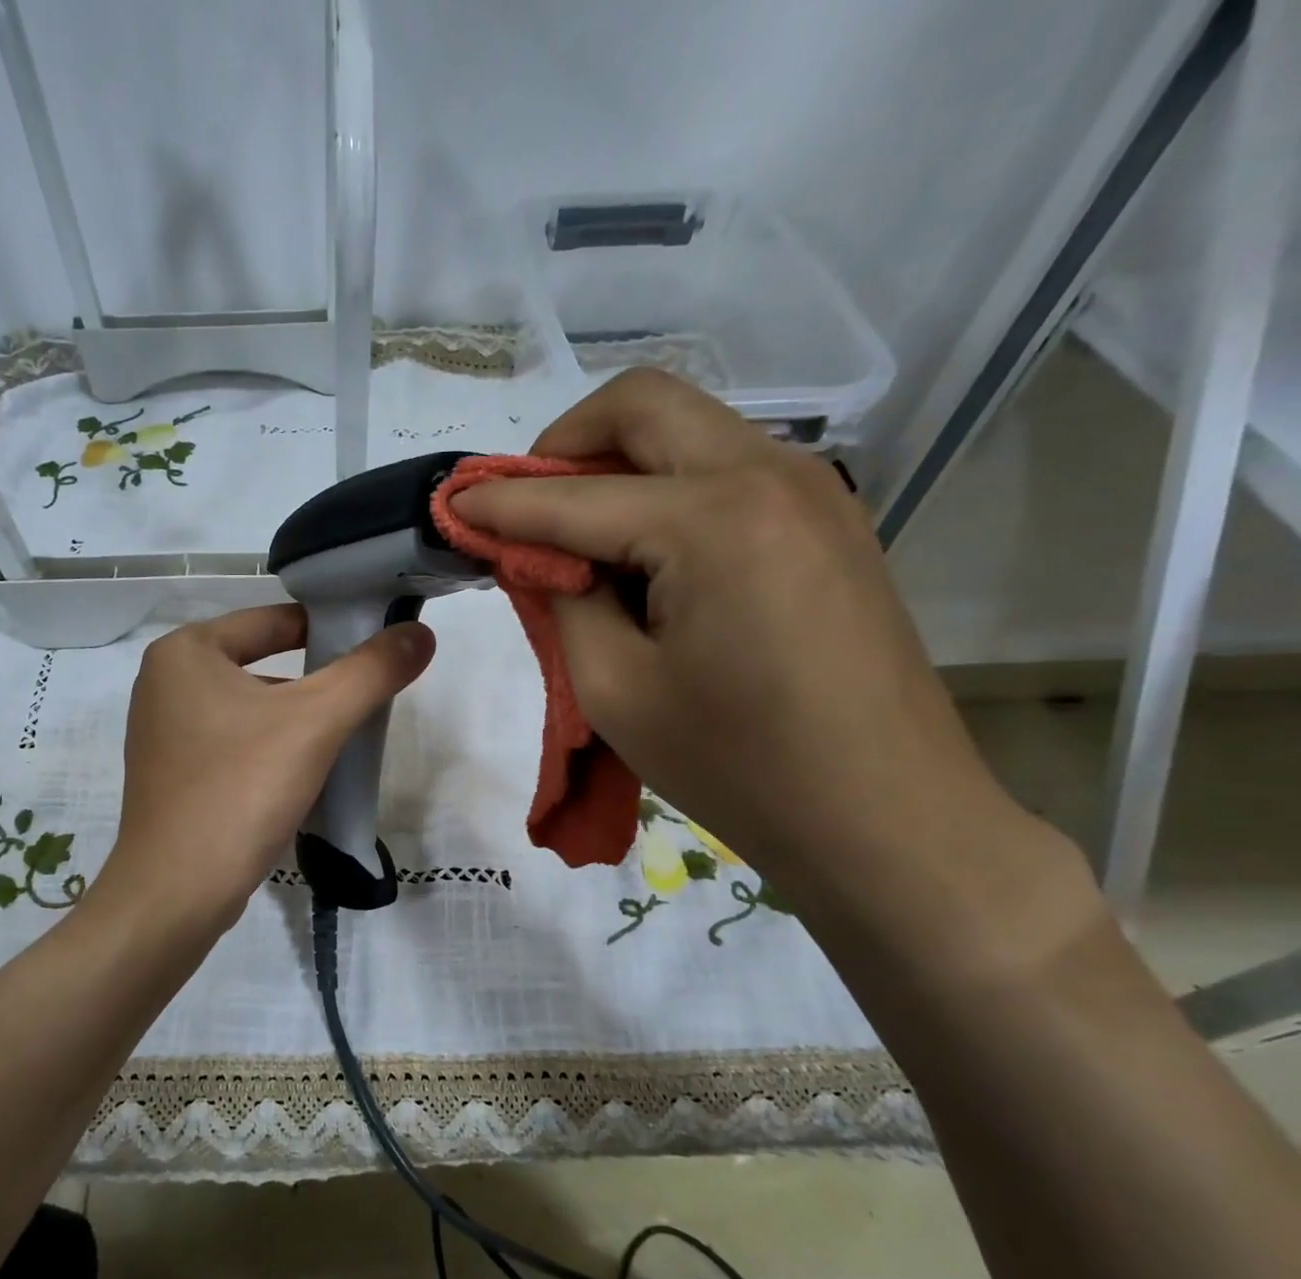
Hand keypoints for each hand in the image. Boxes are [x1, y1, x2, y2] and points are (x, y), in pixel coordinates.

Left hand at [93, 604, 434, 935]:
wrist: (177, 892)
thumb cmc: (241, 789)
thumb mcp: (316, 721)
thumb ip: (370, 671)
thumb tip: (420, 634)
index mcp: (186, 652)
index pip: (275, 620)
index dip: (332, 627)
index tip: (378, 645)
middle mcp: (165, 682)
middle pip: (263, 662)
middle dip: (317, 680)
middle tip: (367, 696)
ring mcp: (163, 731)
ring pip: (250, 707)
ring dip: (296, 718)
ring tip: (344, 737)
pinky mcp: (172, 774)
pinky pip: (233, 743)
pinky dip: (270, 748)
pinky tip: (303, 773)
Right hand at [451, 368, 1046, 912]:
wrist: (883, 816)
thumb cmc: (736, 765)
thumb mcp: (614, 689)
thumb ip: (562, 601)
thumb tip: (536, 553)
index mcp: (713, 519)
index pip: (575, 497)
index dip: (502, 503)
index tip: (451, 505)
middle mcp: (770, 474)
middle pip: (645, 406)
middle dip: (565, 442)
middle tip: (525, 504)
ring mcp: (813, 491)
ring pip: (691, 430)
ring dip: (619, 465)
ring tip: (582, 540)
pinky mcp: (830, 521)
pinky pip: (728, 471)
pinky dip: (669, 490)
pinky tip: (648, 557)